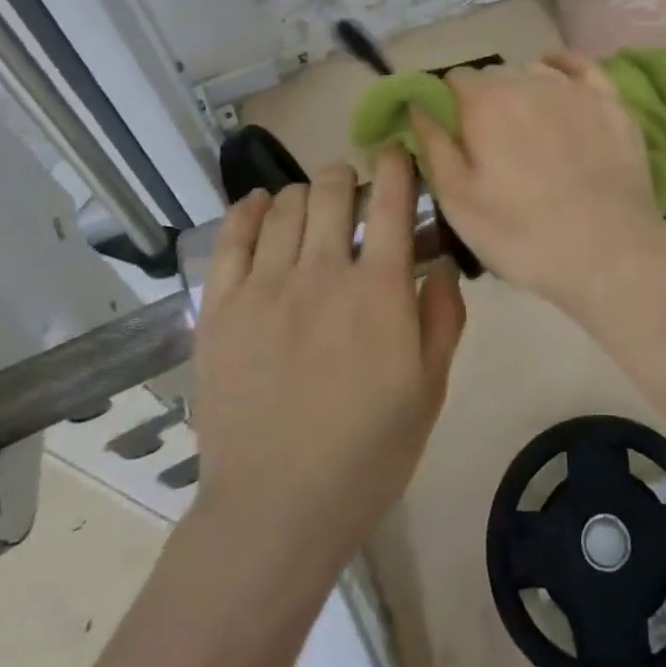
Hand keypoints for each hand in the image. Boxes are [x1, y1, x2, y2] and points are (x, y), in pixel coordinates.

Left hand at [180, 150, 465, 552]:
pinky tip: (262, 206)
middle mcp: (322, 272)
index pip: (391, 199)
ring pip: (286, 204)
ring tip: (313, 212)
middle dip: (349, 177)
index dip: (396, 164)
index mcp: (379, 291)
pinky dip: (251, 209)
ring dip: (307, 194)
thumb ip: (444, 315)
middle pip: (332, 188)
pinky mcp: (221, 307)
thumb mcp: (430, 389)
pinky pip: (233, 236)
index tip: (397, 156)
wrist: (275, 510)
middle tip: (354, 196)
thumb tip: (443, 258)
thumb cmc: (366, 453)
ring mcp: (265, 286)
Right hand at [413, 52, 665, 312]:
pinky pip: (581, 66)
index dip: (449, 105)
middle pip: (495, 76)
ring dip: (524, 90)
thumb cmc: (522, 233)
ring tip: (530, 129)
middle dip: (487, 101)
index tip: (455, 134)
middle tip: (493, 145)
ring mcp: (573, 88)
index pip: (454, 80)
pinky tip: (557, 74)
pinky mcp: (611, 102)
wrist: (608, 252)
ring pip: (535, 72)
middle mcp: (527, 81)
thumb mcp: (457, 200)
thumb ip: (433, 144)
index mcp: (485, 103)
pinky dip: (564, 65)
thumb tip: (417, 104)